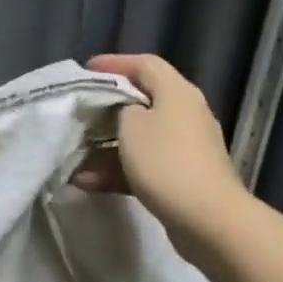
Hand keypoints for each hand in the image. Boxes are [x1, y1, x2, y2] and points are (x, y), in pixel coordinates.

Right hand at [74, 54, 243, 227]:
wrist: (206, 218)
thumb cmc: (165, 161)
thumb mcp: (131, 125)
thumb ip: (120, 108)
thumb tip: (122, 111)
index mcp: (177, 92)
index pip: (145, 64)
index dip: (115, 63)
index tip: (86, 71)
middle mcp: (186, 113)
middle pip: (143, 100)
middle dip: (108, 107)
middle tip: (80, 111)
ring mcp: (186, 147)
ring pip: (140, 137)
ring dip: (107, 145)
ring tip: (76, 154)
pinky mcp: (182, 176)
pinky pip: (144, 164)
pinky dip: (118, 170)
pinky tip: (88, 182)